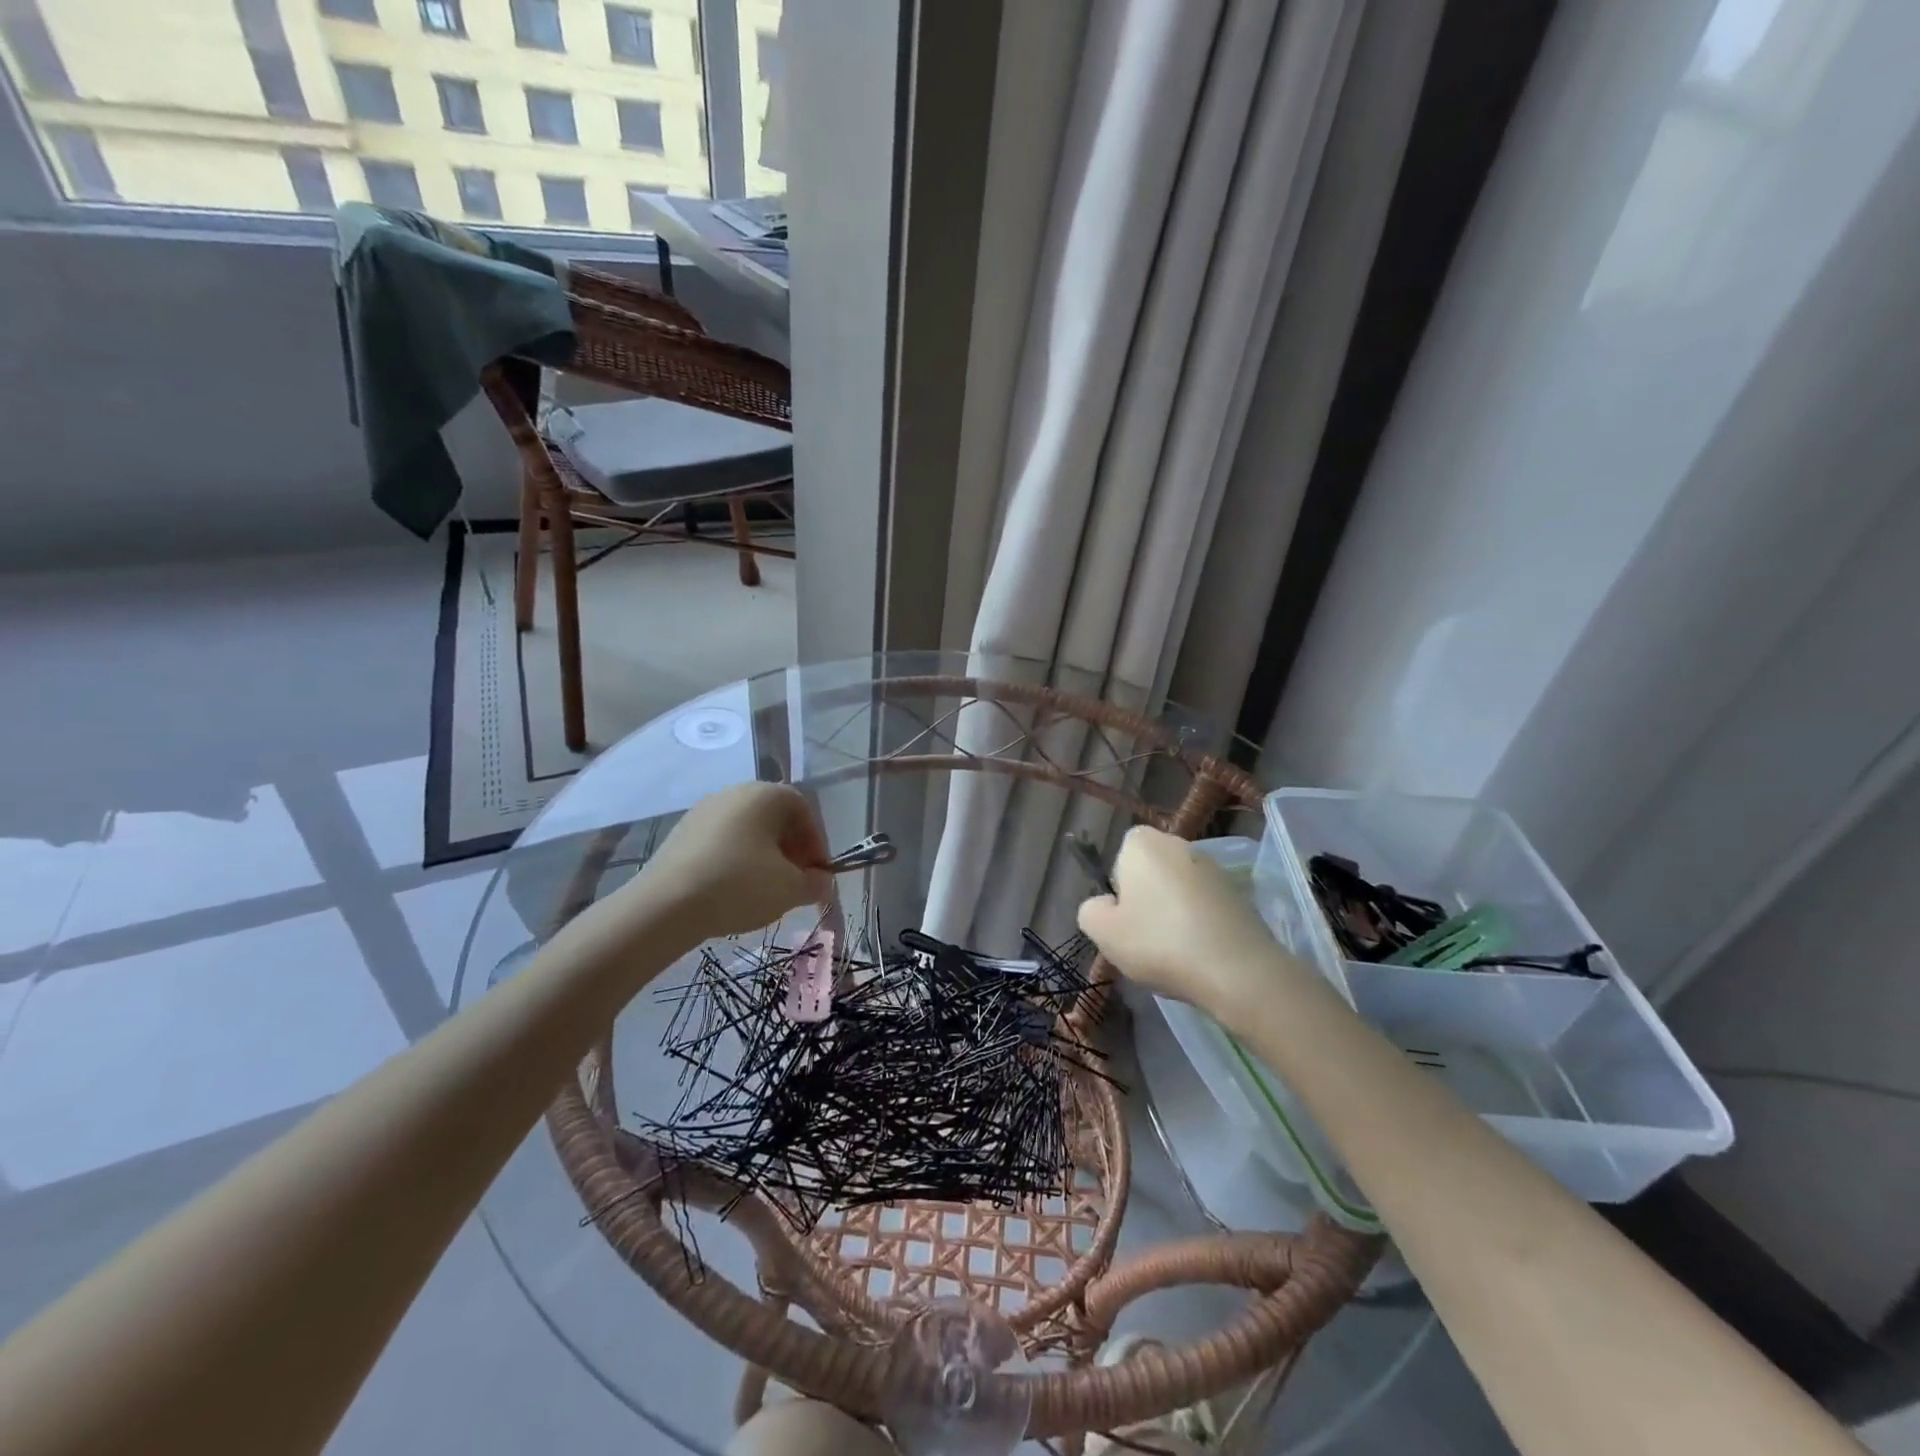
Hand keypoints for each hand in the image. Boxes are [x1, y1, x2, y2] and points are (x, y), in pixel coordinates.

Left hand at [638, 783, 834, 939]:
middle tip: (795, 882)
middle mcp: (735, 792)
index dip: (817, 844)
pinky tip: (733, 890)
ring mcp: (704, 810)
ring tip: (764, 890)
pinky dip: (735, 860)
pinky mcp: (682, 832)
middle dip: (791, 850)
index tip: (817, 875)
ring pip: (747, 830)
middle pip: (775, 818)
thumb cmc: (739, 886)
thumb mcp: (790, 889)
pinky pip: (722, 842)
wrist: (665, 906)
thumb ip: (815, 883)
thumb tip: (821, 881)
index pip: (805, 811)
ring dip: (764, 856)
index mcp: (766, 795)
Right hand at [1077, 826, 1304, 1029]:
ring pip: (1179, 889)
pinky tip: (1201, 955)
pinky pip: (1206, 906)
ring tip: (1176, 952)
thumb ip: (1091, 911)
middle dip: (1147, 899)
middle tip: (1145, 938)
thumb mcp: (1104, 933)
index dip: (1119, 887)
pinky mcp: (1239, 893)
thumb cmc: (1159, 943)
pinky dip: (1200, 924)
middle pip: (1151, 871)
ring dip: (1175, 913)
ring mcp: (1214, 868)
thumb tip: (1105, 905)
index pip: (1121, 855)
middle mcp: (1179, 844)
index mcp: (1143, 843)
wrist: (1237, 970)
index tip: (1125, 918)